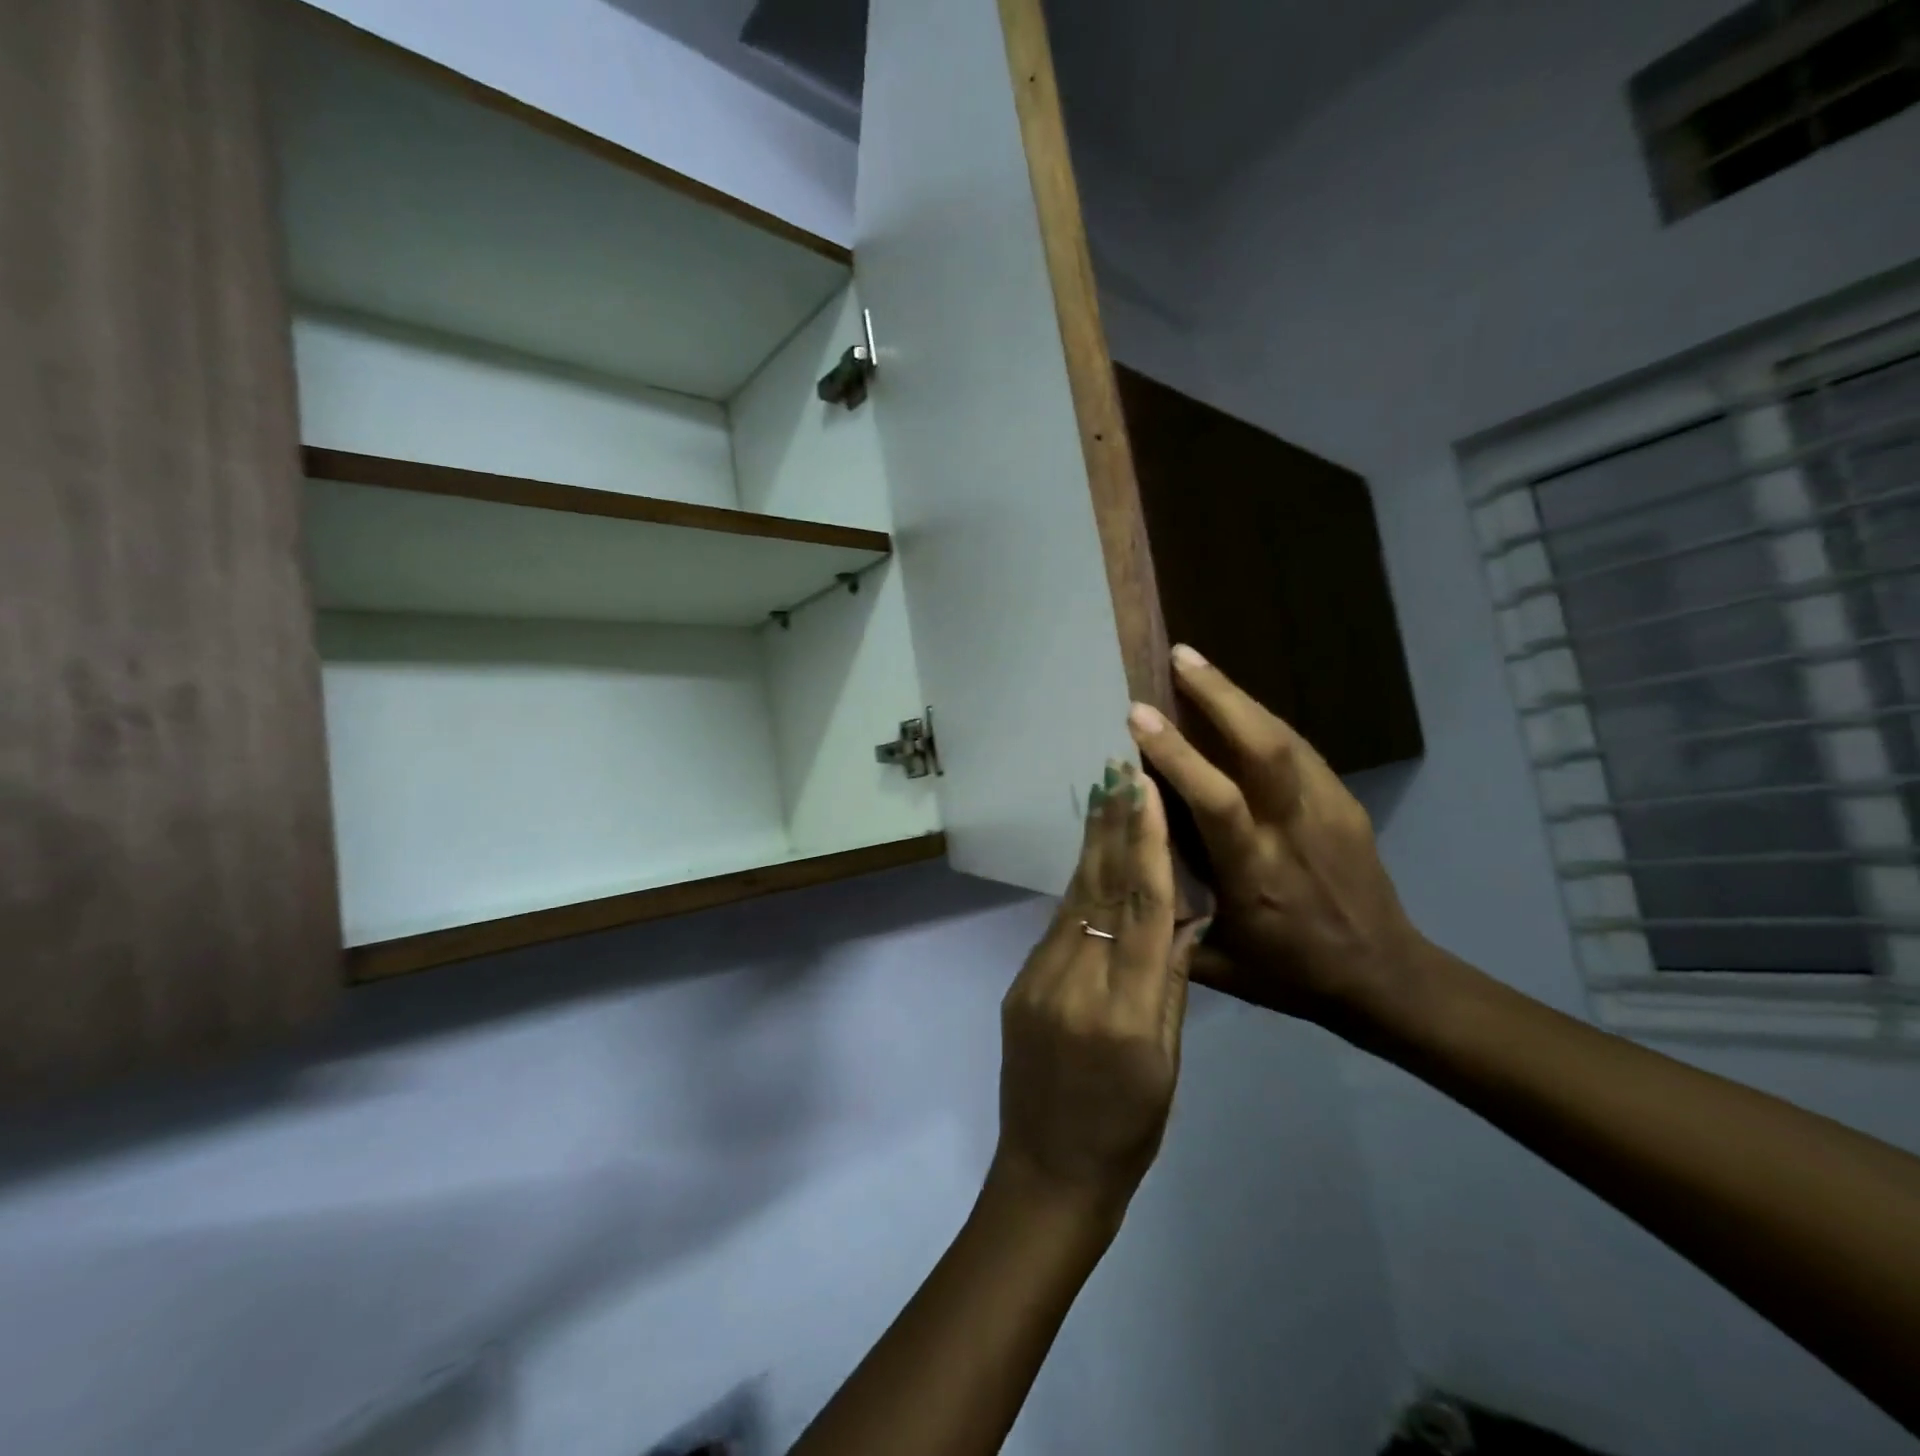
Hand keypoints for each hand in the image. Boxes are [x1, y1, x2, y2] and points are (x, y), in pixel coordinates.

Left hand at [990, 762, 1207, 1221]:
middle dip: (1112, 826)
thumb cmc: (1128, 1129)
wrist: (1049, 1170)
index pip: (1143, 911)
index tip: (1146, 793)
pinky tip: (1088, 858)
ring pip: (1074, 900)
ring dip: (1092, 845)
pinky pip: (1057, 925)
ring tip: (1103, 795)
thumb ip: (1170, 986)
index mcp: (1126, 1012)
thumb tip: (1182, 918)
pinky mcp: (1020, 985)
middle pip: (1100, 890)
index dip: (1147, 846)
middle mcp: (1077, 984)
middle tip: (1118, 768)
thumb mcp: (1167, 1064)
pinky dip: (1077, 886)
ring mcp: (1039, 981)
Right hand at [1127, 646, 1429, 1044]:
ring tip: (1197, 665)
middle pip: (1262, 748)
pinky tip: (1236, 707)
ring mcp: (1329, 812)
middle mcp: (1295, 832)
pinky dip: (1261, 720)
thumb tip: (1120, 867)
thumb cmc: (1291, 975)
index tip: (1138, 715)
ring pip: (1284, 738)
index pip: (1216, 800)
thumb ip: (1166, 919)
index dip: (1178, 754)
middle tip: (1179, 656)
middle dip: (1218, 695)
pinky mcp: (1347, 804)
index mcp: (1257, 874)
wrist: (1387, 978)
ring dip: (1238, 697)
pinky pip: (1299, 749)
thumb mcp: (1217, 965)